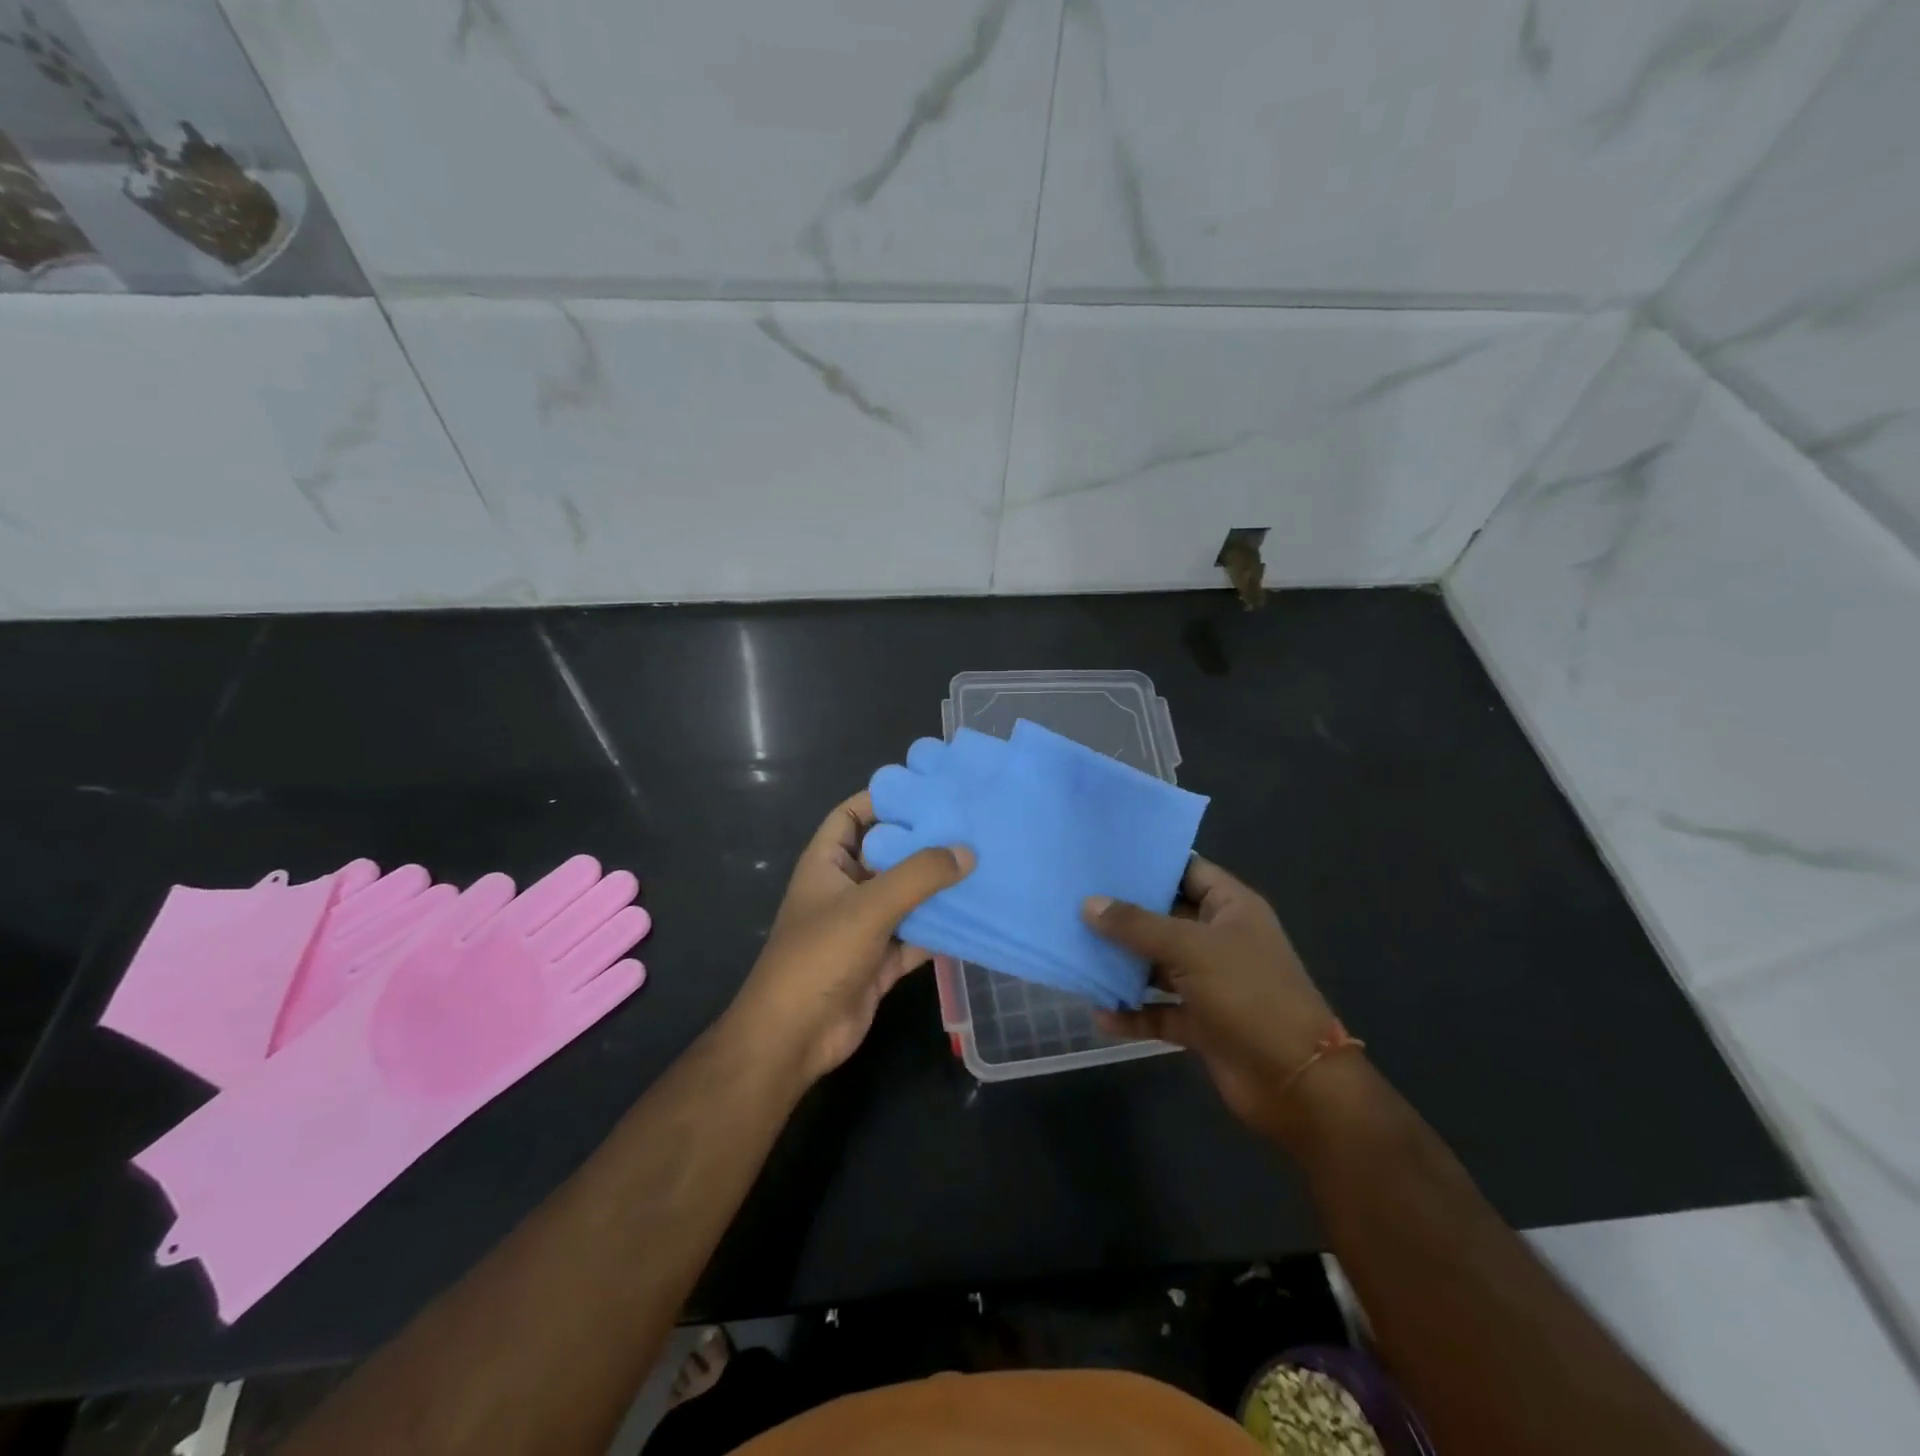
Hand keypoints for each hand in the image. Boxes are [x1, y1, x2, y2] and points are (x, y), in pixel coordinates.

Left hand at [729, 791, 972, 1084]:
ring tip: (984, 861)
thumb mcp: (869, 906)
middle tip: (971, 824)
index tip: (928, 790)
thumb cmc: (820, 956)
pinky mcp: (882, 960)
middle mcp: (846, 888)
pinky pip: (917, 934)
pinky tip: (977, 914)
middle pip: (888, 854)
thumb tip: (967, 851)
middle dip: (923, 841)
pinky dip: (942, 927)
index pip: (852, 815)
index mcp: (827, 863)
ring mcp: (864, 926)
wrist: (794, 1037)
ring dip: (937, 886)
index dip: (883, 799)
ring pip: (907, 896)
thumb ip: (919, 875)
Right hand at [1086, 857, 1340, 1141]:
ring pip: (1158, 965)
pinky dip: (1133, 1013)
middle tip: (1074, 899)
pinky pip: (1159, 1011)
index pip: (1187, 871)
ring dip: (1124, 964)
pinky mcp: (1202, 1023)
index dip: (1150, 863)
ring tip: (1076, 950)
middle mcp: (1220, 940)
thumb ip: (1137, 926)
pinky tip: (1100, 1013)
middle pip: (1166, 918)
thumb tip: (1088, 904)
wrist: (1296, 1083)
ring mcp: (1211, 984)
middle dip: (1124, 914)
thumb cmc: (1249, 995)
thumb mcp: (1191, 949)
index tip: (1103, 857)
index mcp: (1231, 909)